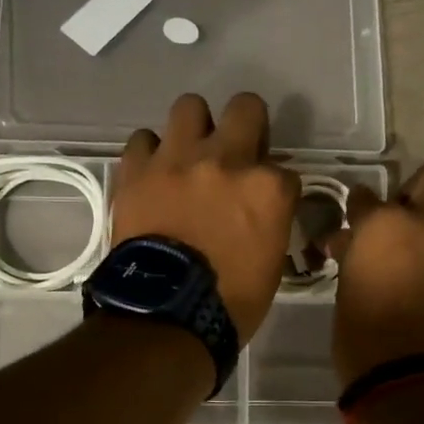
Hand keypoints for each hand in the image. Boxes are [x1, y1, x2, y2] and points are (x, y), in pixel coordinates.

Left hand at [114, 93, 299, 343]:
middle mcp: (227, 160)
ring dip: (194, 128)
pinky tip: (153, 173)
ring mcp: (178, 159)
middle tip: (235, 153)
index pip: (285, 170)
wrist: (165, 316)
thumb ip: (270, 221)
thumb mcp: (271, 263)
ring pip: (190, 106)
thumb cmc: (229, 301)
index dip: (274, 187)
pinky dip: (150, 153)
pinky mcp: (138, 170)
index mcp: (268, 188)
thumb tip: (260, 210)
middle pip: (246, 108)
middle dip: (247, 125)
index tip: (264, 205)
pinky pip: (143, 139)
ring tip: (188, 155)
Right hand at [329, 158, 423, 386]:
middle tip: (406, 216)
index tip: (357, 220)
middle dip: (420, 188)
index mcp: (384, 225)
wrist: (418, 380)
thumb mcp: (347, 292)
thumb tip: (348, 243)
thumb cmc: (365, 339)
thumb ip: (353, 257)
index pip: (366, 197)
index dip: (360, 208)